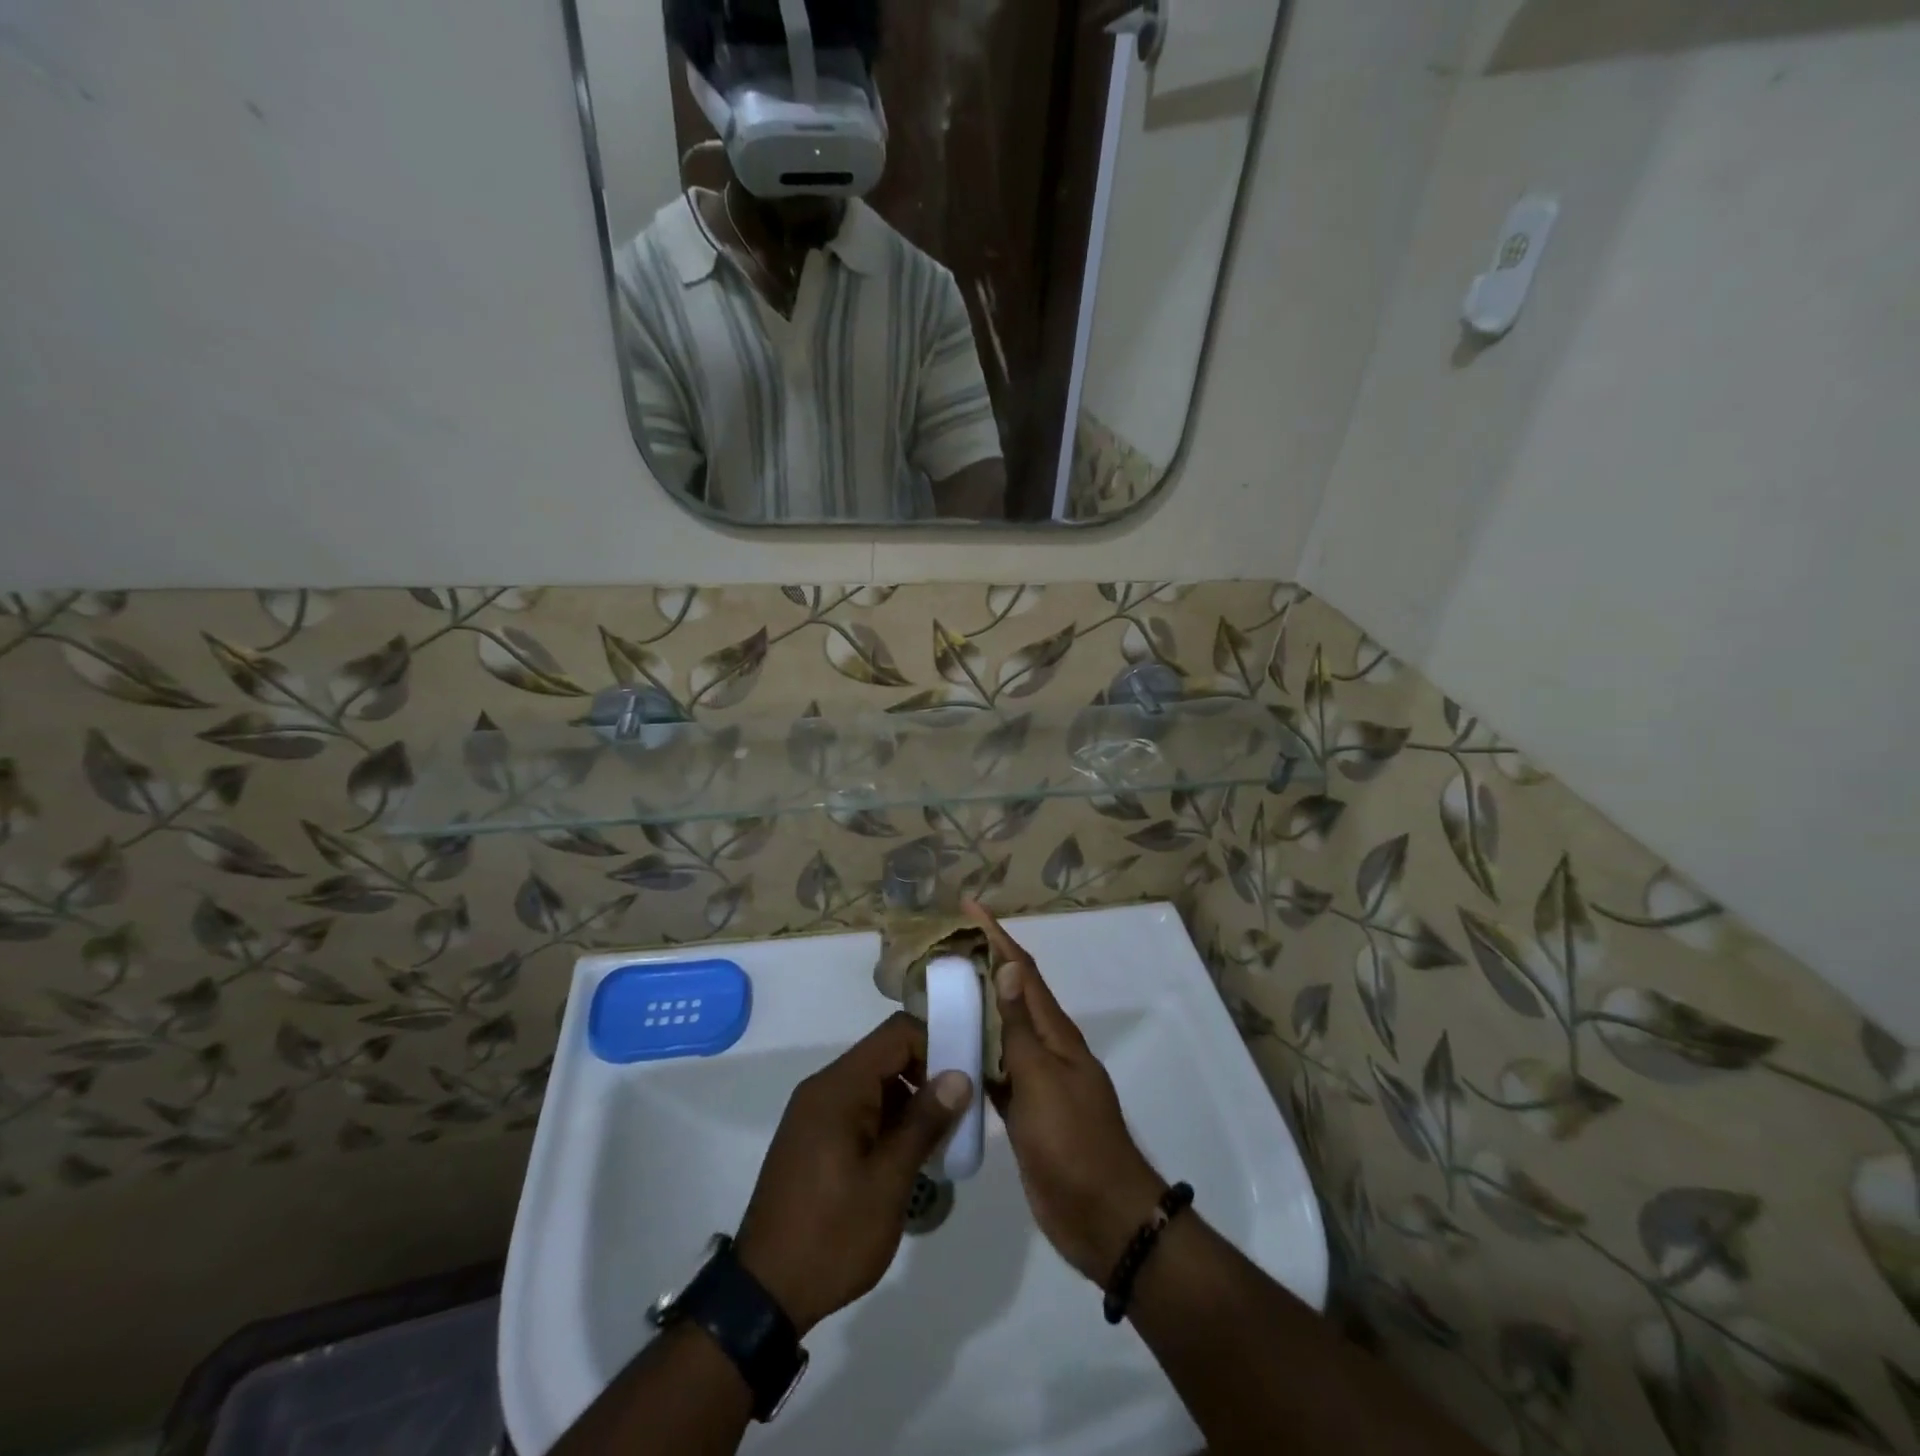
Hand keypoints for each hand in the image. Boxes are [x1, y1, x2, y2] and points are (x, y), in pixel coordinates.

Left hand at [735, 1013, 971, 1334]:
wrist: (764, 1295)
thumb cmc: (832, 1235)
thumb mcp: (888, 1181)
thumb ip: (924, 1122)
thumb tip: (959, 1075)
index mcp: (839, 1087)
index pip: (897, 1034)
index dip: (936, 1043)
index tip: (966, 1076)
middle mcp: (824, 1088)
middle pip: (886, 1056)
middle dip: (927, 1075)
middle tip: (961, 1113)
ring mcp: (815, 1113)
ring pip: (875, 1084)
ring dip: (911, 1102)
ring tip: (943, 1140)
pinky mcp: (814, 1138)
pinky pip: (859, 1109)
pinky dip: (889, 1121)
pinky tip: (910, 1157)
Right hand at [965, 902, 1166, 1282]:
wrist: (1102, 1217)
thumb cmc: (1073, 1142)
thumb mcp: (1044, 1080)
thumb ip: (1022, 1027)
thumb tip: (1009, 967)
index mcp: (1056, 1033)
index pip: (1023, 971)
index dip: (997, 937)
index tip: (969, 908)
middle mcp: (1046, 1048)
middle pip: (1009, 996)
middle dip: (980, 966)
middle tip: (939, 949)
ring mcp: (1035, 1080)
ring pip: (999, 1033)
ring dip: (973, 1008)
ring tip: (934, 991)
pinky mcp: (1023, 1111)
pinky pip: (994, 1070)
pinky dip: (973, 1054)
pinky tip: (946, 1052)